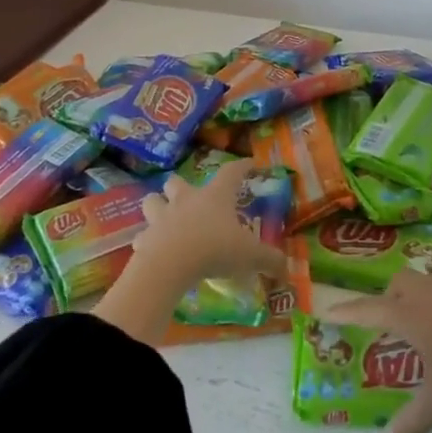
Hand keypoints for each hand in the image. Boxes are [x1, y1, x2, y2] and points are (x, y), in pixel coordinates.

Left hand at [131, 160, 279, 288]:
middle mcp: (186, 200)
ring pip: (153, 201)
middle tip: (189, 197)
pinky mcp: (145, 239)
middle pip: (177, 181)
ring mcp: (162, 217)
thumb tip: (287, 269)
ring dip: (158, 206)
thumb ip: (270, 261)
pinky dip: (148, 241)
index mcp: (215, 197)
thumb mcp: (250, 256)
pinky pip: (144, 236)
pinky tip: (154, 250)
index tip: (250, 163)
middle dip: (180, 187)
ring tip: (166, 218)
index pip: (231, 172)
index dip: (242, 166)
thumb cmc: (215, 249)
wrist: (170, 265)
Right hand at [330, 271, 431, 432]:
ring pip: (426, 282)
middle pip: (399, 283)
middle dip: (387, 298)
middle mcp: (430, 296)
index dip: (347, 312)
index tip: (327, 311)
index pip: (369, 310)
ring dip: (415, 297)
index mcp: (410, 316)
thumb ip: (409, 425)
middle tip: (386, 325)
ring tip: (418, 325)